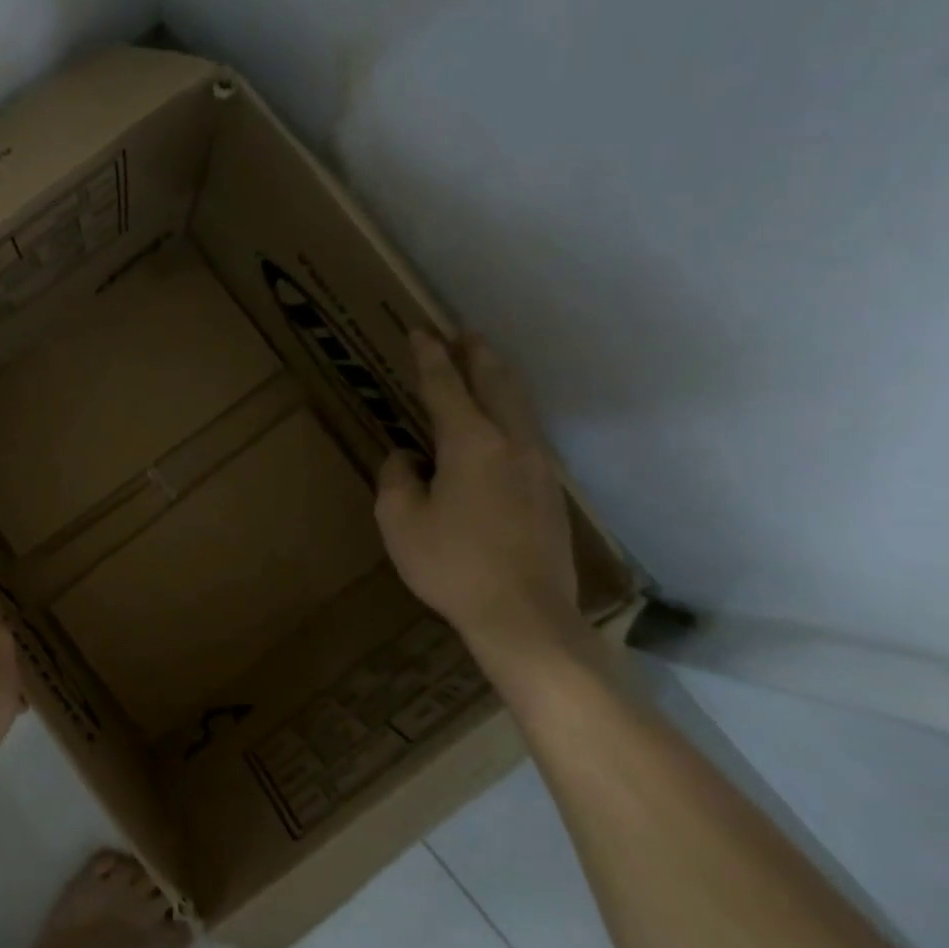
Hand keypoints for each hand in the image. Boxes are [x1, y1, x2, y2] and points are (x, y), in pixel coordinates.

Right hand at [375, 332, 585, 662]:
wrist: (525, 617)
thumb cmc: (452, 566)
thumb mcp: (400, 522)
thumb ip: (397, 478)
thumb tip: (407, 458)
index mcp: (471, 443)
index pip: (446, 386)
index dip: (430, 357)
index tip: (419, 331)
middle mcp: (511, 443)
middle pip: (496, 382)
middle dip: (476, 354)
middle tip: (461, 334)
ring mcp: (539, 466)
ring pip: (519, 406)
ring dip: (498, 380)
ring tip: (482, 366)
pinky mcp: (551, 491)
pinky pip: (527, 433)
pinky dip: (509, 411)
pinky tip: (500, 424)